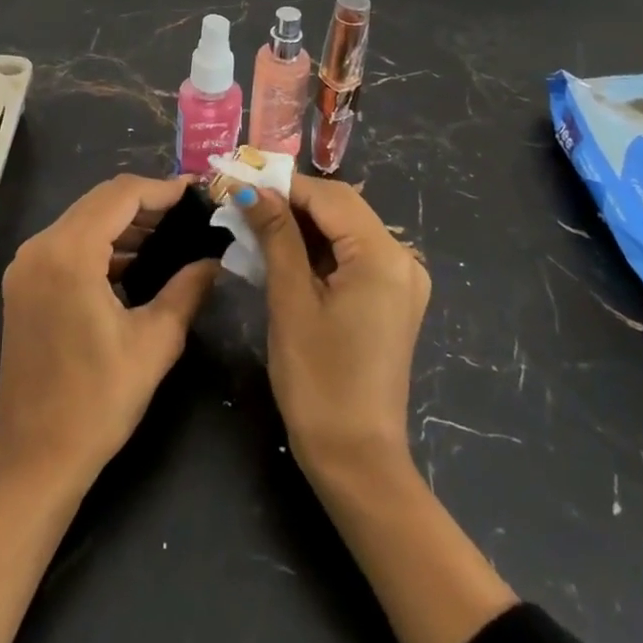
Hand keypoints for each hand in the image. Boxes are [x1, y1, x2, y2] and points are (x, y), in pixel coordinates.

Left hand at [0, 174, 216, 482]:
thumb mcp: (155, 342)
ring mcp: (26, 264)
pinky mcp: (23, 283)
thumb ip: (188, 289)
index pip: (121, 195)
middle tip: (187, 212)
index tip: (195, 193)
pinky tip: (133, 260)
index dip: (161, 189)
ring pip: (83, 219)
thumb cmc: (97, 402)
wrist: (33, 457)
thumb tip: (215, 260)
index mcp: (69, 253)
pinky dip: (102, 241)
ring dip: (123, 221)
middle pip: (100, 201)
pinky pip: (68, 242)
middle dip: (145, 201)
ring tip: (169, 233)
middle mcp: (40, 246)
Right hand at [242, 178, 516, 642]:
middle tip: (243, 204)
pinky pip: (353, 255)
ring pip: (345, 229)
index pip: (329, 196)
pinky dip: (319, 249)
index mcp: (383, 256)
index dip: (283, 185)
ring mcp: (401, 280)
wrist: (357, 461)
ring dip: (303, 225)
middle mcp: (402, 259)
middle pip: (341, 208)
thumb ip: (276, 235)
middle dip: (292, 202)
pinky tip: (284, 253)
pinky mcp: (391, 299)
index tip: (240, 181)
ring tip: (255, 225)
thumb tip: (251, 189)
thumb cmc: (318, 381)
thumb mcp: (291, 301)